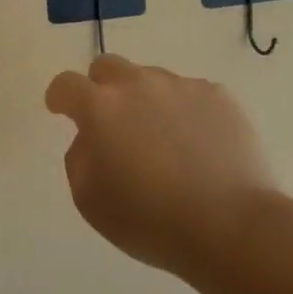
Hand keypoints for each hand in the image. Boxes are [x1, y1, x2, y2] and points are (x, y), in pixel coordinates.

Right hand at [44, 55, 280, 277]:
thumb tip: (90, 138)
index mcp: (99, 107)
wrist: (232, 226)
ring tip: (163, 140)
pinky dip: (185, 111)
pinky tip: (197, 145)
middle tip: (112, 122)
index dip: (60, 97)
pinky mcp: (218, 96)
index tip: (61, 110)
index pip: (66, 84)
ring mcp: (181, 86)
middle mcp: (137, 85)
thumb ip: (79, 157)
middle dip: (101, 88)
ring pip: (151, 79)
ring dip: (145, 100)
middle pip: (108, 66)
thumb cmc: (150, 220)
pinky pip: (190, 94)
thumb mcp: (88, 199)